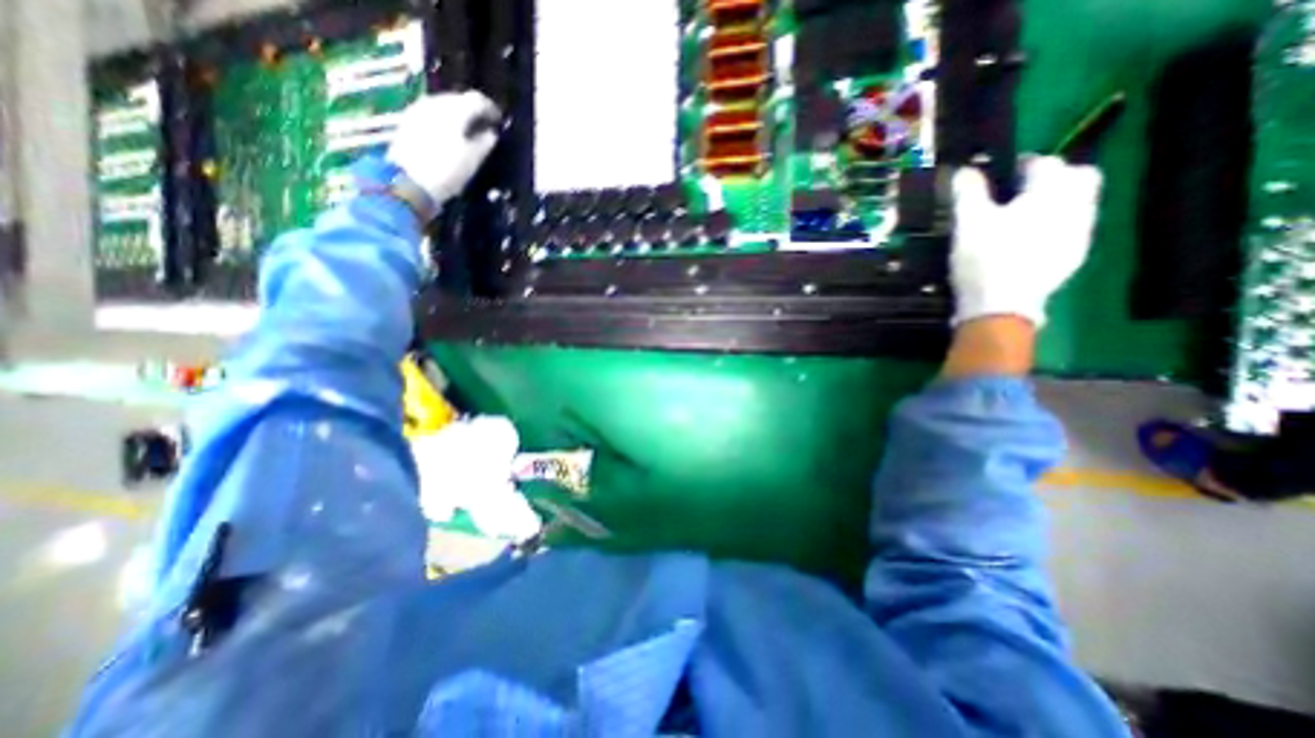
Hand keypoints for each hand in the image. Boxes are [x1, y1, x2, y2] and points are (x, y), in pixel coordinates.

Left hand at [386, 88, 504, 209]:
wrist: (408, 181)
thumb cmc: (447, 171)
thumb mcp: (473, 159)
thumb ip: (485, 142)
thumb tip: (491, 133)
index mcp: (455, 110)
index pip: (477, 99)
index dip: (491, 109)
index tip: (498, 121)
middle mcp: (435, 102)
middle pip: (459, 99)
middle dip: (473, 111)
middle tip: (484, 127)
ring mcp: (418, 109)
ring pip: (444, 105)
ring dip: (458, 116)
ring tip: (468, 133)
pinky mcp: (408, 120)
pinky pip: (432, 113)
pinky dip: (445, 121)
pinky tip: (450, 136)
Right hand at [953, 155, 1100, 325]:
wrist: (1000, 306)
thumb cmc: (984, 259)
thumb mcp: (968, 224)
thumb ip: (968, 193)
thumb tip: (964, 170)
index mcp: (1049, 193)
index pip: (1045, 163)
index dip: (1024, 163)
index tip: (1004, 173)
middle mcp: (1075, 206)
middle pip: (1080, 176)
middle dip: (1056, 176)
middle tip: (1024, 191)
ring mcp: (1079, 233)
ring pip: (1080, 203)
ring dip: (1058, 201)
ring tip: (1025, 217)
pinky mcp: (1074, 257)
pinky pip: (1073, 229)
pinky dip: (1057, 226)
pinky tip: (1032, 241)